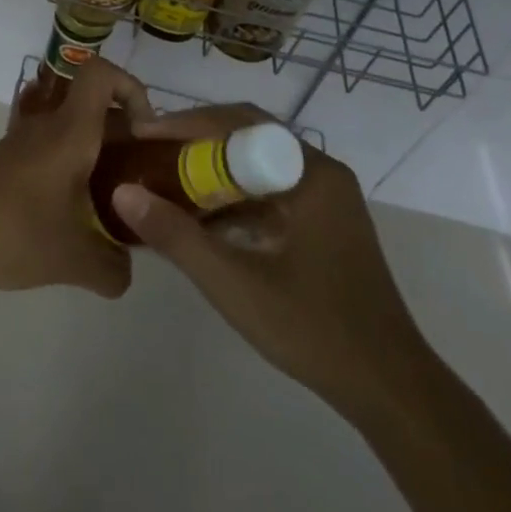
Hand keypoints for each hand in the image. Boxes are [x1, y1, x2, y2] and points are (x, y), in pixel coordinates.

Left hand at [0, 57, 154, 298]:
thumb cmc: (8, 232)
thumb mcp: (71, 260)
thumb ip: (111, 269)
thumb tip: (126, 274)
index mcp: (69, 133)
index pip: (100, 74)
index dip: (131, 87)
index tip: (147, 131)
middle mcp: (44, 128)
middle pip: (91, 107)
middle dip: (123, 134)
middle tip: (141, 179)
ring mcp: (18, 145)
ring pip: (68, 132)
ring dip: (94, 157)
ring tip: (110, 205)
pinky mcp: (0, 165)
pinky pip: (46, 154)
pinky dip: (66, 173)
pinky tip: (68, 219)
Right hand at [112, 119, 431, 424]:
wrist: (388, 388)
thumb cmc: (314, 328)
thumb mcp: (233, 282)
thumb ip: (176, 235)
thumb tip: (122, 191)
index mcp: (312, 174)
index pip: (240, 123)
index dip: (187, 123)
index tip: (144, 132)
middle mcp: (322, 174)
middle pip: (248, 137)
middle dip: (195, 142)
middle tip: (149, 150)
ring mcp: (325, 200)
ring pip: (257, 165)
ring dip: (212, 170)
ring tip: (164, 179)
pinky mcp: (322, 225)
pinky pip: (268, 192)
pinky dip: (231, 197)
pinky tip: (199, 218)